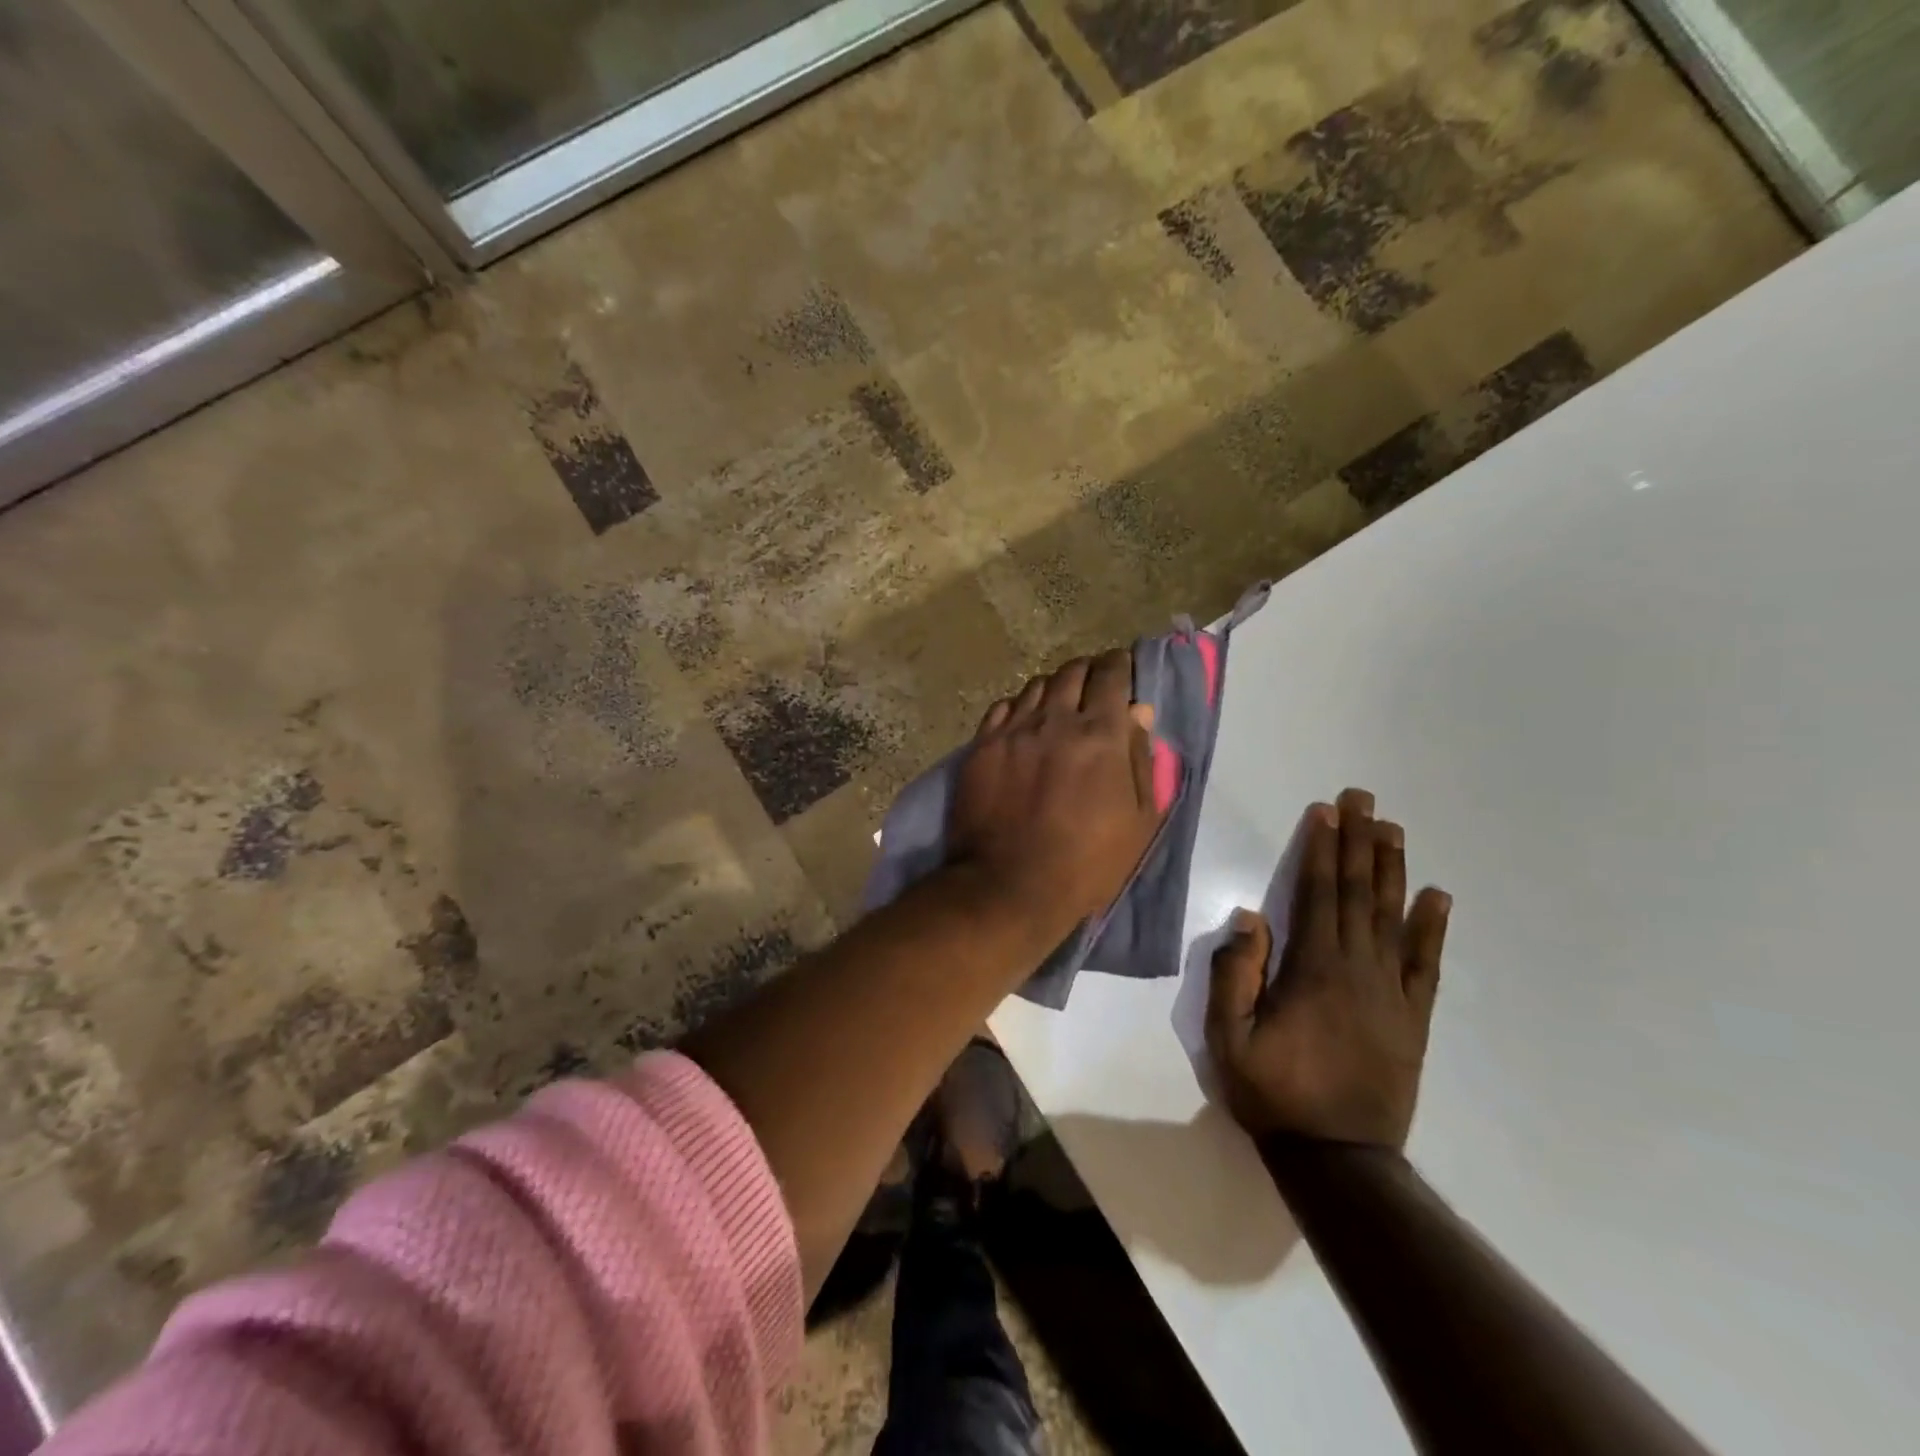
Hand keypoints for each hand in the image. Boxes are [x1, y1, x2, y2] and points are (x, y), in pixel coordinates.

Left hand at [948, 650, 1161, 936]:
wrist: (1008, 886)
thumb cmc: (1086, 862)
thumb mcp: (1138, 820)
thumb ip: (1141, 759)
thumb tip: (1140, 712)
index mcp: (1100, 734)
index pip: (1112, 675)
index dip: (1120, 666)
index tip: (1123, 669)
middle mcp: (1055, 720)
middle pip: (1072, 671)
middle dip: (1088, 672)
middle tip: (1093, 687)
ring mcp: (1013, 730)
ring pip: (1036, 686)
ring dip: (1054, 689)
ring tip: (1058, 707)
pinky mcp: (982, 746)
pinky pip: (1004, 707)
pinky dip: (1020, 708)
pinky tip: (1024, 724)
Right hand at [1205, 788, 1449, 1150]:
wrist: (1338, 1159)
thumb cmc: (1274, 1093)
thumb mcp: (1228, 1037)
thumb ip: (1234, 974)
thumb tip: (1250, 916)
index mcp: (1313, 971)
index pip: (1318, 895)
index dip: (1322, 851)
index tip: (1326, 812)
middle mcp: (1358, 970)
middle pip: (1358, 895)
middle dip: (1358, 843)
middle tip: (1363, 799)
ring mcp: (1392, 994)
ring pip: (1392, 919)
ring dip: (1391, 870)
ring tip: (1393, 829)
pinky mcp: (1413, 1019)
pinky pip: (1426, 965)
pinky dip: (1432, 928)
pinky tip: (1437, 896)